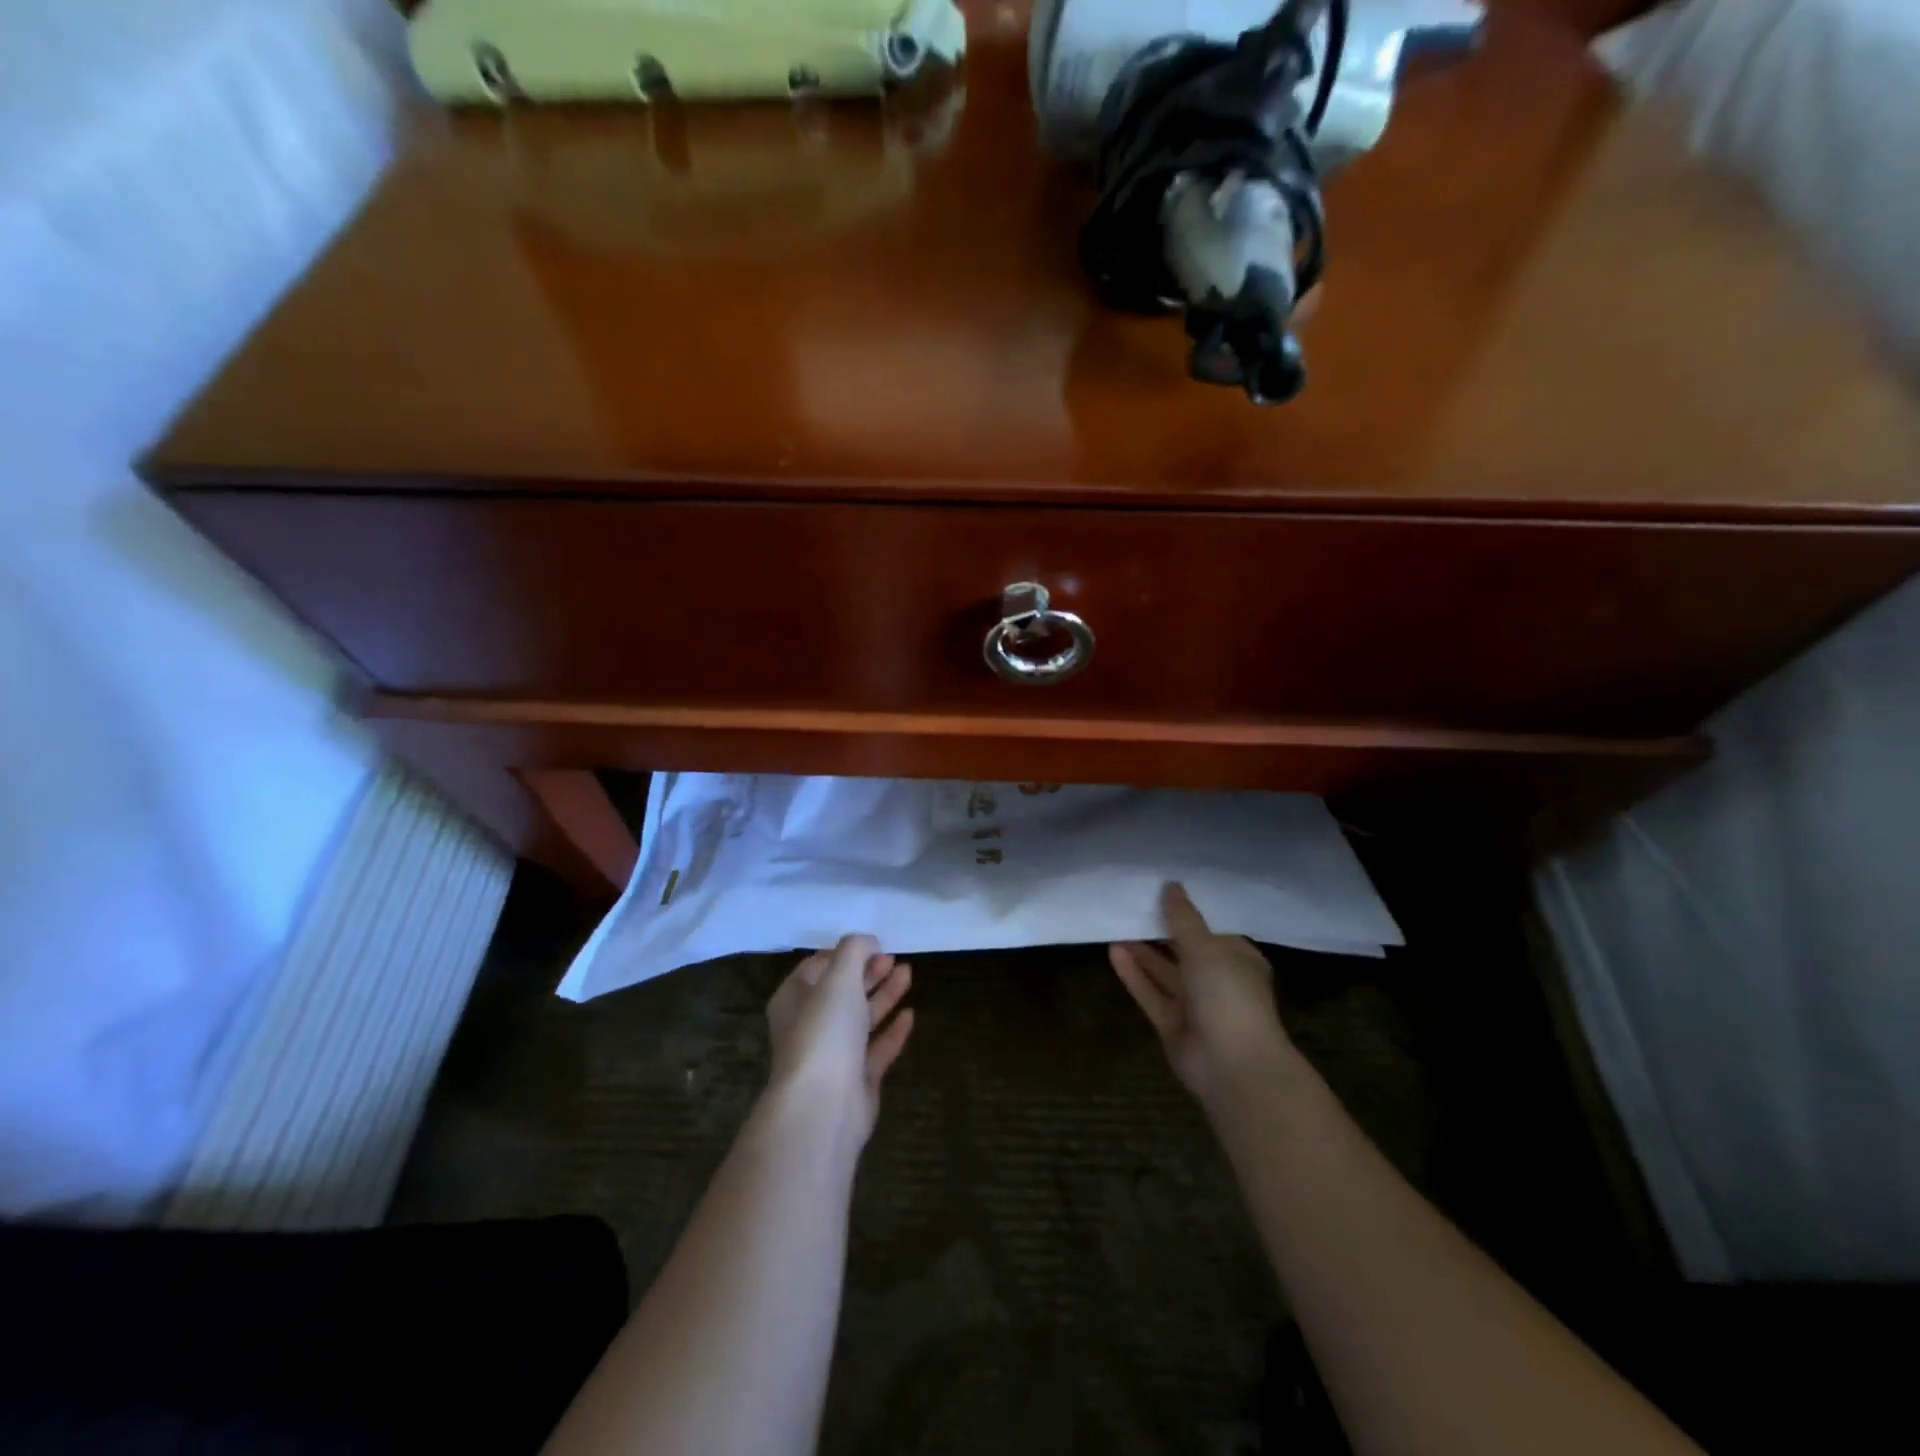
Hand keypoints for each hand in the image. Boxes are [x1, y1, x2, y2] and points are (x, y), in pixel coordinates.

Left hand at [766, 934, 914, 1144]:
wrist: (823, 1106)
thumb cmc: (824, 1032)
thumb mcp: (839, 977)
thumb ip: (854, 950)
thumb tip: (868, 941)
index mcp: (794, 999)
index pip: (816, 967)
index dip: (844, 953)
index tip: (872, 943)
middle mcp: (810, 1025)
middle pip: (842, 991)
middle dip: (868, 971)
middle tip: (894, 957)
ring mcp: (834, 1055)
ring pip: (861, 1018)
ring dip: (884, 994)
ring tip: (908, 973)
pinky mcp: (856, 1079)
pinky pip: (877, 1048)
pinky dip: (892, 1030)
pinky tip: (910, 1015)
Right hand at [1110, 883, 1300, 1105]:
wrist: (1233, 1066)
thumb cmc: (1230, 996)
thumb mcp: (1207, 948)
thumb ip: (1184, 918)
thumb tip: (1171, 885)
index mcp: (1238, 959)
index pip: (1212, 928)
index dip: (1188, 909)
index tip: (1161, 887)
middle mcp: (1218, 980)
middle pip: (1184, 949)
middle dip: (1160, 929)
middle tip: (1131, 901)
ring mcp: (1194, 1005)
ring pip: (1164, 972)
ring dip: (1142, 950)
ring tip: (1115, 922)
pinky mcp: (1172, 1024)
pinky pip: (1150, 993)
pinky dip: (1134, 973)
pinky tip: (1113, 950)